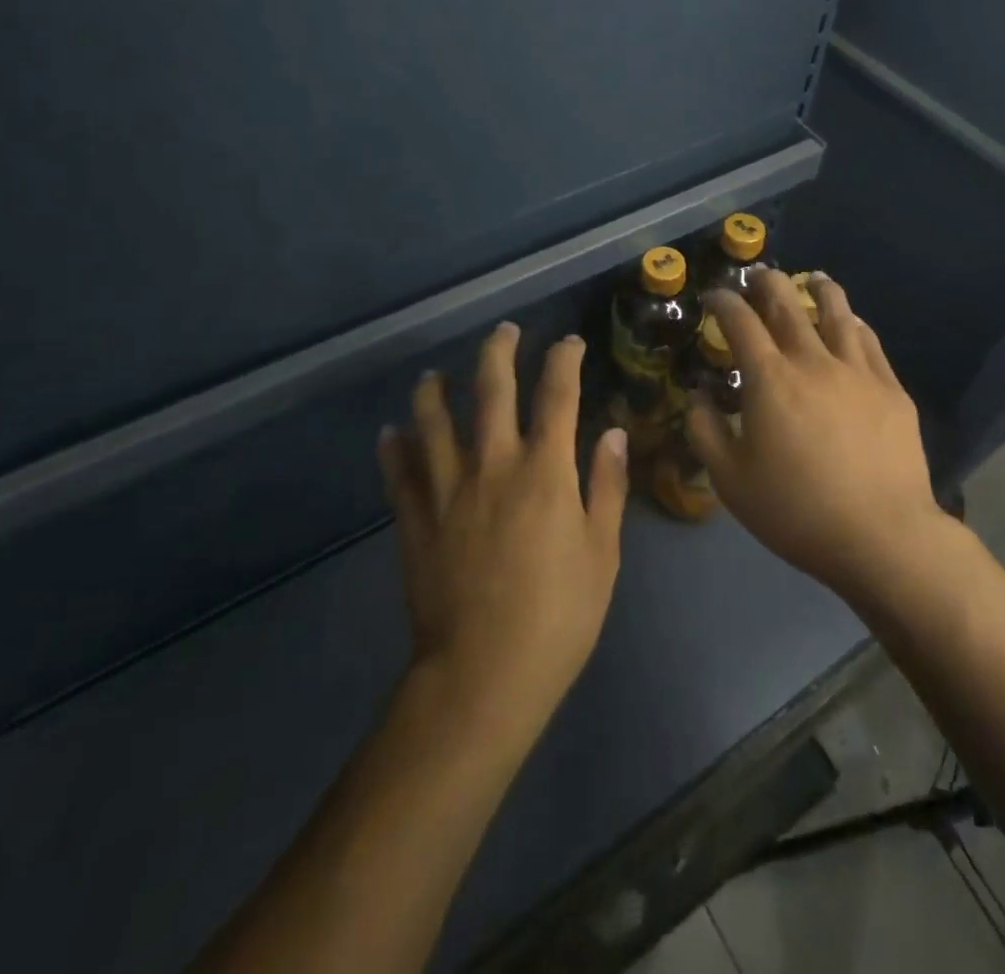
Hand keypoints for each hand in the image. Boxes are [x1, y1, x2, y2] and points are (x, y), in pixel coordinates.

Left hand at [378, 325, 629, 739]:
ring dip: (435, 389)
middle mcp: (493, 464)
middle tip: (504, 330)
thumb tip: (614, 433)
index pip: (557, 395)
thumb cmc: (558, 615)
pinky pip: (399, 471)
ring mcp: (447, 489)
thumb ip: (607, 487)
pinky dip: (394, 446)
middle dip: (499, 352)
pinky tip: (391, 431)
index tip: (569, 343)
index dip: (564, 361)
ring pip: (434, 420)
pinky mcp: (415, 519)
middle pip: (492, 390)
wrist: (483, 674)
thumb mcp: (601, 552)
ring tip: (436, 374)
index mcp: (544, 470)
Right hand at [687, 272, 941, 600]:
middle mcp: (813, 361)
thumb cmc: (796, 510)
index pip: (740, 322)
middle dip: (768, 283)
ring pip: (837, 313)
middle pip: (788, 305)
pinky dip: (855, 325)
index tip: (714, 296)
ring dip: (820, 289)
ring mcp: (857, 371)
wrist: (881, 535)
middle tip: (758, 276)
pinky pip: (870, 342)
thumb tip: (699, 397)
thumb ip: (706, 431)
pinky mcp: (891, 389)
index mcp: (770, 379)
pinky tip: (853, 324)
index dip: (723, 302)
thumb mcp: (730, 480)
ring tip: (813, 279)